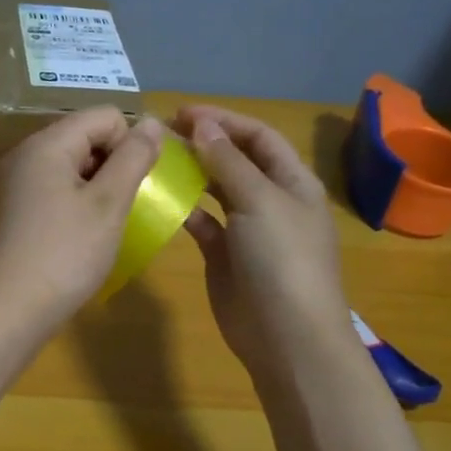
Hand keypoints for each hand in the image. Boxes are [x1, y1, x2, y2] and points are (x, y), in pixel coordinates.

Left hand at [0, 107, 164, 335]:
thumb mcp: (109, 203)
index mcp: (48, 143)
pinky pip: (58, 186)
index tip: (135, 185)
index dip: (129, 143)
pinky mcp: (18, 207)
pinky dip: (79, 200)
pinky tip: (85, 232)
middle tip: (123, 206)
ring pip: (74, 163)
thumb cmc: (66, 253)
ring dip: (99, 184)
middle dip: (114, 163)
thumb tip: (152, 123)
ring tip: (106, 222)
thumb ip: (134, 157)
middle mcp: (28, 153)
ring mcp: (19, 181)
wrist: (12, 308)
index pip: (104, 116)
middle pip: (87, 136)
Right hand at [176, 104, 351, 379]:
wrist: (287, 336)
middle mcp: (272, 200)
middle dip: (204, 143)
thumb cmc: (282, 259)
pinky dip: (184, 209)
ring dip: (192, 173)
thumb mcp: (259, 200)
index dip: (223, 120)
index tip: (181, 113)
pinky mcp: (225, 257)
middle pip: (237, 160)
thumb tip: (201, 124)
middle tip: (162, 133)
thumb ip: (227, 161)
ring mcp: (248, 230)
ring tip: (157, 159)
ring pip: (217, 191)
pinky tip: (161, 200)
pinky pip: (203, 223)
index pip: (258, 137)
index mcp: (293, 182)